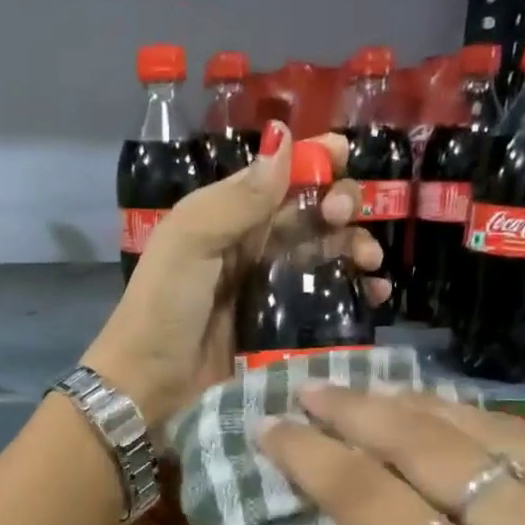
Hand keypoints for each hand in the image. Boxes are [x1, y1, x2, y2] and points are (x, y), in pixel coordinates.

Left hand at [82, 124, 388, 429]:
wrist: (150, 384)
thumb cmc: (164, 307)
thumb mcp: (190, 242)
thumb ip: (238, 199)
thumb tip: (285, 140)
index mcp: (225, 217)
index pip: (278, 177)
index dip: (313, 162)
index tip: (345, 158)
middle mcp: (250, 247)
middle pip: (308, 214)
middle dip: (339, 206)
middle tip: (347, 219)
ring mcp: (267, 289)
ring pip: (322, 254)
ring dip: (353, 247)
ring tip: (370, 262)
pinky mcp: (280, 328)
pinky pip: (323, 300)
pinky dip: (351, 292)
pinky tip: (373, 293)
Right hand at [261, 387, 524, 524]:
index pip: (375, 499)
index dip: (314, 456)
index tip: (271, 427)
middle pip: (437, 448)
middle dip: (363, 412)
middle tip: (314, 390)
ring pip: (501, 433)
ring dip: (427, 409)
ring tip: (375, 397)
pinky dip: (495, 436)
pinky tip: (455, 428)